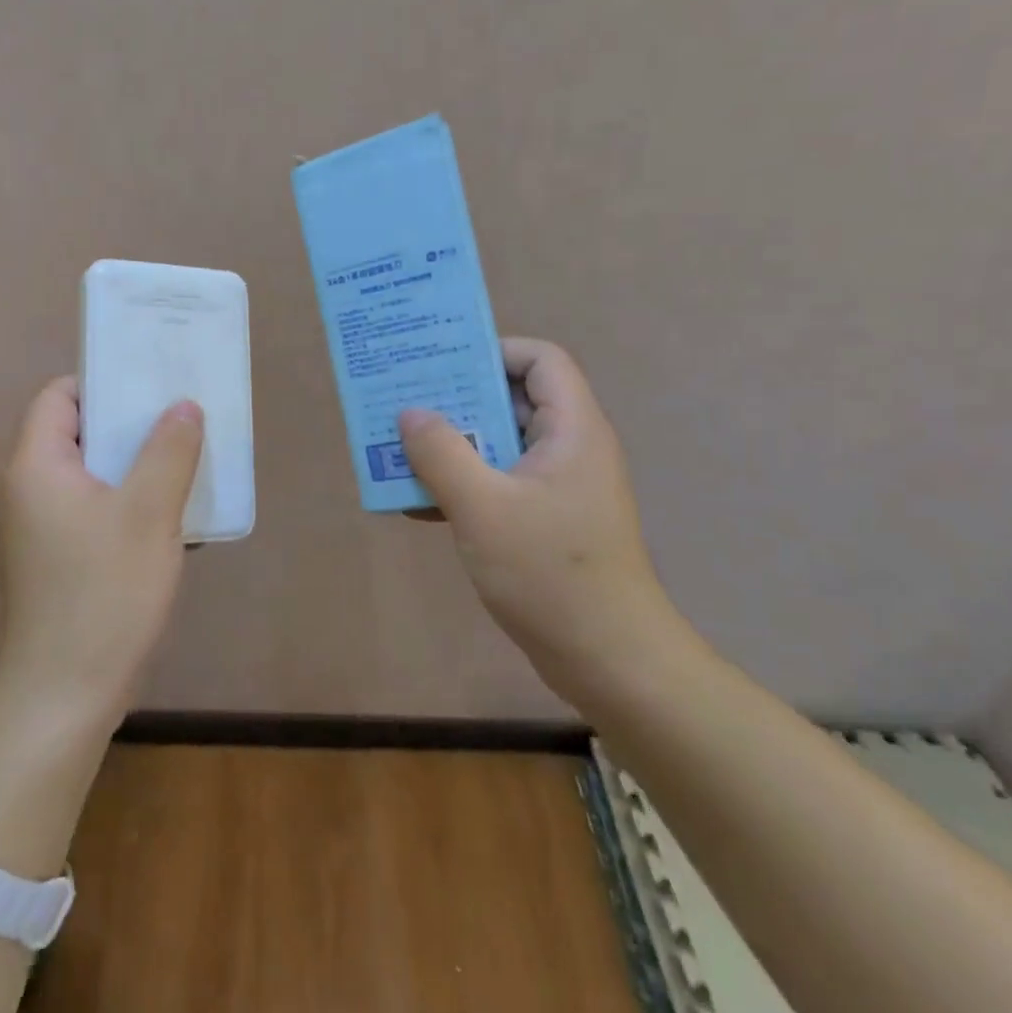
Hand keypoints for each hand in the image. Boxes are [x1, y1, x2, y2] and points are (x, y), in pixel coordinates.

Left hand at [0, 376, 203, 728]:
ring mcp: (42, 528)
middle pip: (79, 432)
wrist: (64, 695)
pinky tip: (174, 515)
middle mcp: (30, 489)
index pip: (59, 395)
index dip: (103, 381)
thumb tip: (183, 406)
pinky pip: (95, 510)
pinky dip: (130, 502)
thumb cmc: (103, 593)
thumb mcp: (148, 513)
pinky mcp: (58, 560)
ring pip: (92, 475)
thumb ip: (169, 451)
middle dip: (131, 423)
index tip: (151, 382)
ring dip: (137, 465)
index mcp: (38, 465)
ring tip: (187, 458)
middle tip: (182, 415)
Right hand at [399, 338, 690, 703]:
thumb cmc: (550, 574)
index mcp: (571, 430)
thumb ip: (441, 453)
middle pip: (514, 399)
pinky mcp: (546, 521)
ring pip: (501, 444)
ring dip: (453, 445)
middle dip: (458, 399)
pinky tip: (419, 504)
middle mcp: (570, 449)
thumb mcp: (482, 508)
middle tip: (406, 403)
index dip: (493, 351)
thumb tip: (411, 412)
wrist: (610, 661)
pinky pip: (499, 483)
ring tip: (401, 450)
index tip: (442, 366)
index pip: (540, 360)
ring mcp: (559, 488)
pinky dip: (463, 484)